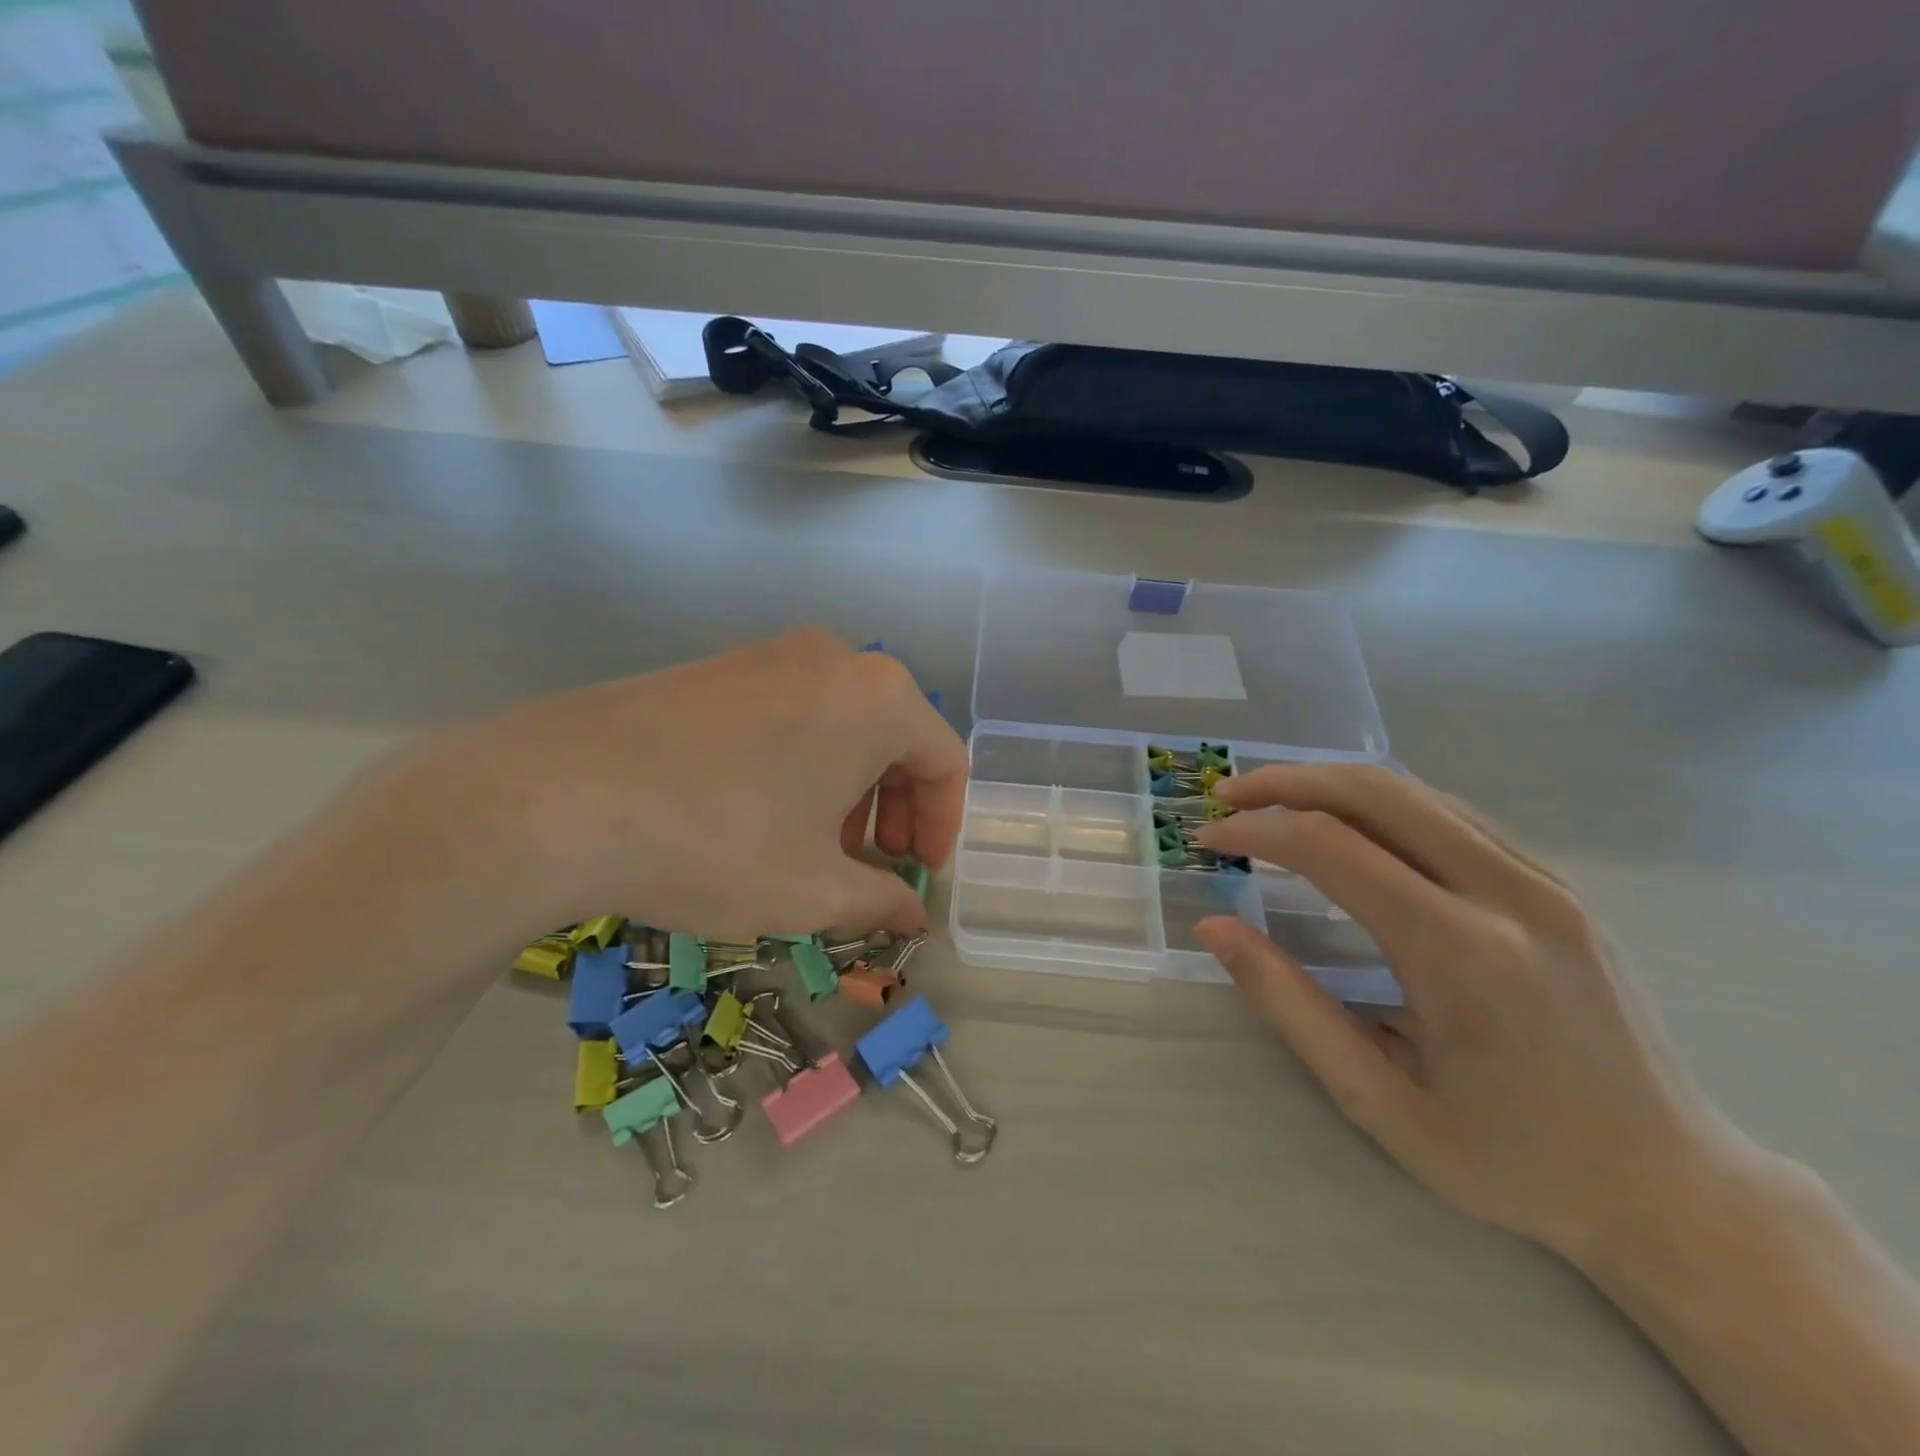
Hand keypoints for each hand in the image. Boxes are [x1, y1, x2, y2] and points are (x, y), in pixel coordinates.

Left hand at [395, 629, 967, 944]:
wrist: (557, 796)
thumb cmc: (719, 842)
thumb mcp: (813, 890)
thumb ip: (880, 901)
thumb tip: (913, 915)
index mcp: (878, 697)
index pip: (944, 761)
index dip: (941, 826)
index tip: (917, 876)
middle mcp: (834, 658)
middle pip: (892, 738)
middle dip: (892, 811)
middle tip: (867, 868)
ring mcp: (769, 655)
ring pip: (839, 727)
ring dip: (845, 793)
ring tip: (811, 850)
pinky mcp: (718, 667)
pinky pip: (789, 715)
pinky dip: (799, 767)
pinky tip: (759, 817)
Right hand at [1192, 765, 1730, 1262]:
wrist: (1675, 1188)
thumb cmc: (1513, 1160)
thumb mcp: (1380, 1100)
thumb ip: (1289, 1004)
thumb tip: (1215, 928)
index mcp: (1462, 952)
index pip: (1331, 848)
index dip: (1256, 831)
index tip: (1208, 840)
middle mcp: (1508, 894)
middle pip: (1375, 791)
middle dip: (1286, 782)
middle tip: (1227, 795)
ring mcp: (1542, 881)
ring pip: (1415, 791)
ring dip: (1330, 784)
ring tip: (1270, 801)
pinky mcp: (1556, 885)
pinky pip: (1452, 814)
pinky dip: (1381, 803)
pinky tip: (1346, 825)